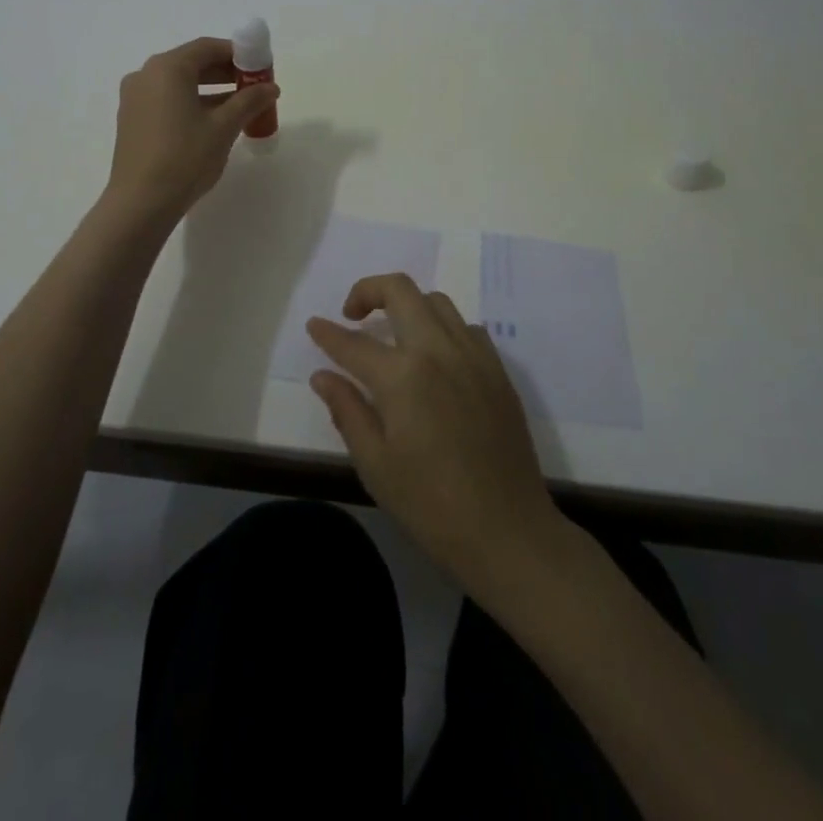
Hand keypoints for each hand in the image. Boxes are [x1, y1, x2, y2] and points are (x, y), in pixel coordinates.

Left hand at [106, 37, 278, 219]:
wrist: (140, 203)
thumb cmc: (185, 158)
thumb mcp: (223, 127)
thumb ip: (249, 101)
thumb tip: (270, 87)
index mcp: (167, 68)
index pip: (207, 47)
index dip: (238, 54)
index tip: (260, 68)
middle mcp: (146, 74)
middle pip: (192, 63)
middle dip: (225, 72)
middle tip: (253, 88)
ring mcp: (134, 97)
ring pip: (179, 83)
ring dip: (210, 90)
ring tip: (239, 107)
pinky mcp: (132, 119)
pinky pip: (166, 99)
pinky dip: (191, 103)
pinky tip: (212, 123)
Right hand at [308, 275, 559, 584]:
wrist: (508, 532)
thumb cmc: (431, 505)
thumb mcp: (375, 464)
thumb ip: (347, 410)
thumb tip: (322, 376)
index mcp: (403, 376)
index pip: (353, 342)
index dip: (327, 333)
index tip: (314, 325)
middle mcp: (438, 350)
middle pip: (400, 290)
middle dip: (368, 291)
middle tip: (353, 316)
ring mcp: (473, 356)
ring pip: (436, 301)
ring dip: (408, 305)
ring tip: (393, 334)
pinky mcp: (497, 370)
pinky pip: (466, 327)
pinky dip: (442, 328)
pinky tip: (435, 357)